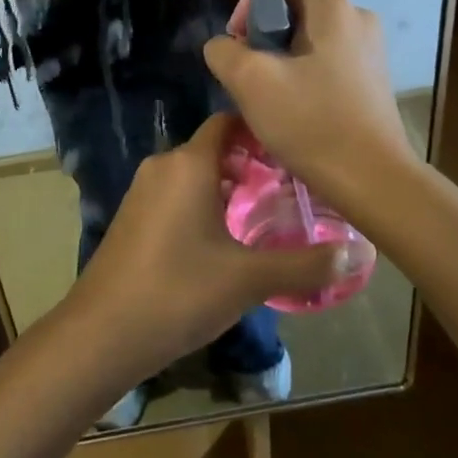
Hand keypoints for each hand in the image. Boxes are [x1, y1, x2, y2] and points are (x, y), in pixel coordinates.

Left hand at [67, 113, 359, 367]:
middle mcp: (163, 165)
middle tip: (290, 189)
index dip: (262, 130)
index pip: (228, 121)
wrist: (99, 335)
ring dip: (227, 187)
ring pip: (194, 174)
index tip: (295, 151)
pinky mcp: (131, 217)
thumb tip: (358, 253)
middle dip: (251, 163)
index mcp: (189, 163)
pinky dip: (202, 204)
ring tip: (264, 215)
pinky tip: (223, 240)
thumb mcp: (249, 279)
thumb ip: (305, 265)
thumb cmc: (178, 292)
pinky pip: (176, 195)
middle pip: (214, 148)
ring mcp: (142, 191)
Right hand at [202, 0, 417, 211]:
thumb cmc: (312, 122)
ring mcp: (371, 49)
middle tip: (247, 75)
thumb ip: (224, 51)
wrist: (373, 180)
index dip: (251, 4)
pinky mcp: (374, 79)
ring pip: (311, 39)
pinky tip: (296, 109)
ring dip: (282, 59)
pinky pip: (329, 62)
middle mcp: (358, 17)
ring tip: (268, 96)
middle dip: (264, 36)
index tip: (238, 43)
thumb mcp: (251, 82)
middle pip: (296, 9)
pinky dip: (306, 75)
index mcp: (333, 7)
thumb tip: (224, 46)